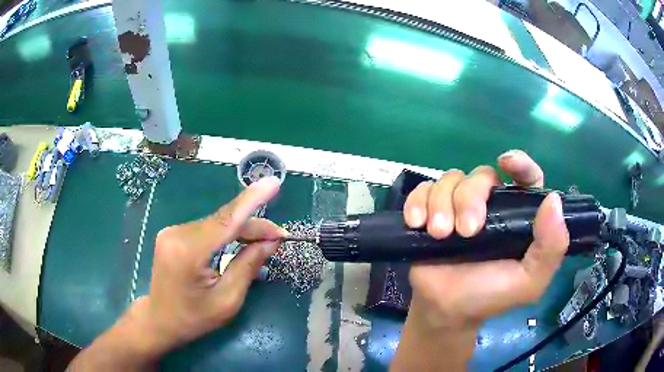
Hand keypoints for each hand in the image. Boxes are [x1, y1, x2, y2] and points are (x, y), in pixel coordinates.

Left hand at [132, 176, 285, 352]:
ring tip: (264, 243)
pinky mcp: (173, 234)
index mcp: (188, 252)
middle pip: (223, 222)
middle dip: (253, 227)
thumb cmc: (194, 318)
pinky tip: (240, 244)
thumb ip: (248, 266)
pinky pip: (207, 229)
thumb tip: (270, 241)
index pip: (225, 220)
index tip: (273, 183)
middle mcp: (177, 234)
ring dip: (241, 231)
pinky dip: (226, 235)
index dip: (251, 200)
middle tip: (279, 237)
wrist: (161, 320)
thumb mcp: (227, 300)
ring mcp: (172, 232)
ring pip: (216, 224)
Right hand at [403, 150, 568, 328]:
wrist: (445, 310)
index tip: (506, 162)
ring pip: (450, 179)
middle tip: (464, 232)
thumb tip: (553, 200)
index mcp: (518, 215)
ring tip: (439, 235)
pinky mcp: (430, 210)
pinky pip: (423, 190)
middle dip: (470, 199)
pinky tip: (416, 224)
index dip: (519, 163)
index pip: (525, 178)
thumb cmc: (490, 295)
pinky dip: (418, 202)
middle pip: (481, 175)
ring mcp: (458, 205)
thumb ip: (551, 248)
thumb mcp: (529, 282)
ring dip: (441, 204)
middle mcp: (491, 204)